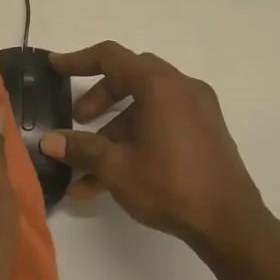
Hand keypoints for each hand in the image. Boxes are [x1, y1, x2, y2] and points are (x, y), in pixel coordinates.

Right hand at [40, 41, 267, 249]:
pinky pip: (163, 122)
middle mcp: (182, 87)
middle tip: (78, 119)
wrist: (231, 223)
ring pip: (146, 105)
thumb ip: (81, 149)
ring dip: (115, 128)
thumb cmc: (171, 185)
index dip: (79, 59)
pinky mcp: (206, 132)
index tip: (54, 67)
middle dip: (99, 98)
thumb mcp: (117, 167)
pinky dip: (138, 138)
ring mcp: (198, 109)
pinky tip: (112, 179)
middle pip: (130, 78)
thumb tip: (48, 141)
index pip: (111, 57)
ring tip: (89, 166)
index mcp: (160, 85)